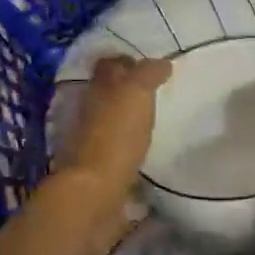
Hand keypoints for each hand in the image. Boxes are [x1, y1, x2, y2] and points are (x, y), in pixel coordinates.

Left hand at [58, 56, 170, 209]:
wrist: (96, 194)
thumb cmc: (116, 135)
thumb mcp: (136, 93)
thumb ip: (148, 74)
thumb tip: (163, 63)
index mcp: (98, 87)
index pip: (110, 64)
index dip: (128, 61)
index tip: (151, 65)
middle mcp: (91, 110)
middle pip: (110, 92)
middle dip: (129, 90)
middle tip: (157, 91)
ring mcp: (93, 141)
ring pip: (113, 121)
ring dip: (130, 119)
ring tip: (158, 120)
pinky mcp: (101, 170)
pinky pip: (119, 151)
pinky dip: (131, 147)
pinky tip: (149, 150)